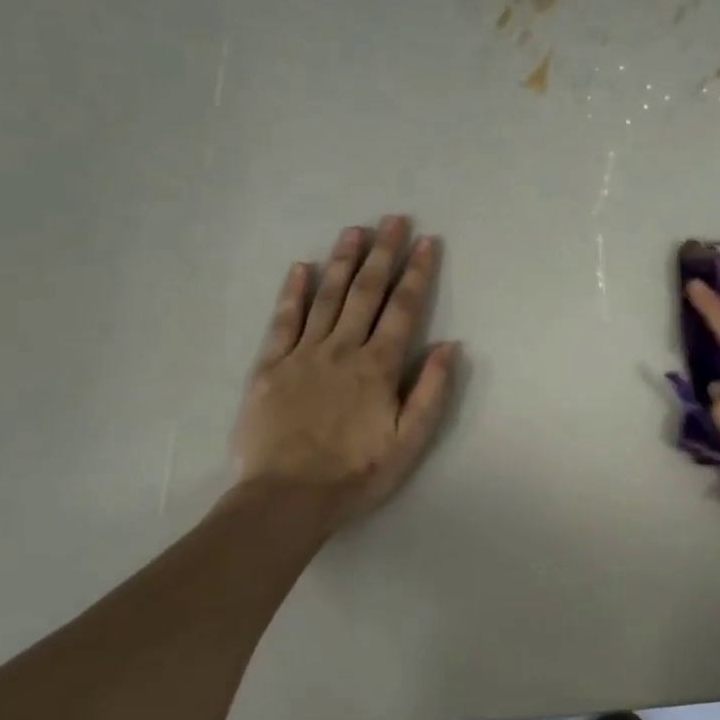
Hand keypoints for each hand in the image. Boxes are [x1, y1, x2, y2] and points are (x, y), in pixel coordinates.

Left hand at [231, 216, 458, 534]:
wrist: (286, 499)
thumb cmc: (356, 474)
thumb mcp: (409, 441)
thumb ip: (430, 391)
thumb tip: (449, 345)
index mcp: (378, 366)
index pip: (403, 309)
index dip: (418, 273)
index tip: (427, 241)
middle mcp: (342, 350)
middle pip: (366, 292)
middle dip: (384, 253)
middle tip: (394, 220)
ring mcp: (303, 355)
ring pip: (327, 297)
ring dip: (343, 261)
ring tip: (355, 231)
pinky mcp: (270, 367)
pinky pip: (283, 321)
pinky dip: (293, 292)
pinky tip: (302, 268)